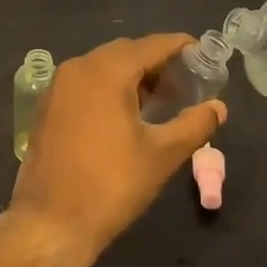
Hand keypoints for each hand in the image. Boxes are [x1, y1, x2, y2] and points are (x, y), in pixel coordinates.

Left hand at [7, 34, 226, 263]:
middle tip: (183, 84)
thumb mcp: (162, 155)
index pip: (151, 45)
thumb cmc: (112, 184)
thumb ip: (194, 124)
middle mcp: (78, 67)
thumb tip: (219, 107)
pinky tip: (123, 114)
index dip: (178, 46)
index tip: (201, 52)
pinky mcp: (47, 105)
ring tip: (158, 101)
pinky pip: (84, 82)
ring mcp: (58, 85)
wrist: (51, 221)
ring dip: (131, 75)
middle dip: (156, 62)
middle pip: (125, 52)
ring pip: (102, 66)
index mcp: (107, 70)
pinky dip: (107, 87)